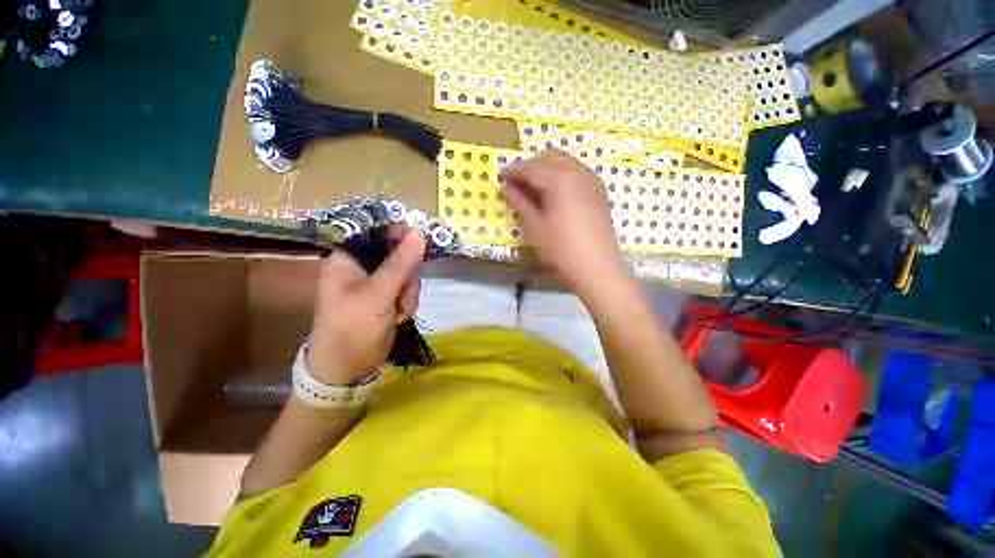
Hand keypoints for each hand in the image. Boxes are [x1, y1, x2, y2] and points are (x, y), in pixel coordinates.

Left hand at [307, 228, 424, 384]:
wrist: (347, 368)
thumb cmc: (353, 327)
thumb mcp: (379, 294)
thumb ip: (401, 263)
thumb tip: (419, 233)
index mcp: (348, 258)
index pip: (374, 231)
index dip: (398, 232)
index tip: (419, 240)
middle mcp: (361, 267)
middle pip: (396, 252)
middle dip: (407, 274)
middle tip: (404, 290)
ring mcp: (375, 283)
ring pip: (406, 272)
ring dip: (408, 292)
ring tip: (399, 311)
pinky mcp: (386, 297)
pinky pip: (406, 288)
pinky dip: (407, 302)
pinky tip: (399, 316)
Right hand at [500, 153, 626, 297]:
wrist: (597, 268)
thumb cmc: (561, 249)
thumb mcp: (535, 226)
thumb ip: (520, 202)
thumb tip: (507, 188)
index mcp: (559, 179)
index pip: (531, 168)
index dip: (513, 171)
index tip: (501, 176)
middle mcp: (578, 172)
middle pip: (549, 159)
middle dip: (531, 167)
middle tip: (517, 182)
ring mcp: (592, 181)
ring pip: (565, 163)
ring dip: (547, 168)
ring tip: (534, 186)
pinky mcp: (599, 192)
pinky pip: (578, 173)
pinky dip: (563, 175)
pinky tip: (556, 191)